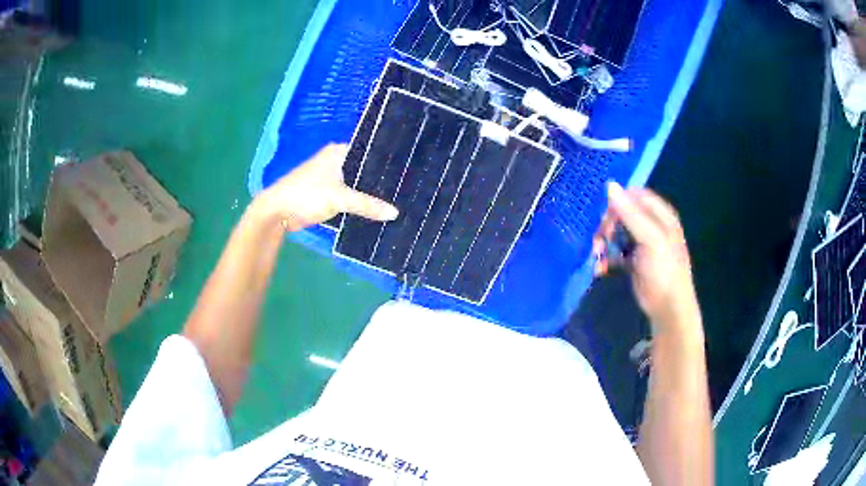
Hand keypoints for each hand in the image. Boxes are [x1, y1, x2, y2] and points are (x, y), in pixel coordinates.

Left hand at [254, 143, 398, 230]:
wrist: (277, 212)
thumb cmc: (306, 195)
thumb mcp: (339, 198)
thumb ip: (367, 205)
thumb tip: (395, 213)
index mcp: (339, 152)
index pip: (370, 151)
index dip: (388, 161)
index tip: (409, 170)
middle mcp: (337, 161)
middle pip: (365, 169)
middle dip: (381, 179)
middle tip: (407, 187)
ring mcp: (332, 178)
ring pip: (358, 183)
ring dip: (371, 193)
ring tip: (398, 198)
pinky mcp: (328, 194)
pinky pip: (350, 196)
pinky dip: (360, 202)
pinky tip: (377, 209)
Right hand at [593, 182, 701, 336]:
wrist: (668, 308)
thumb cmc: (664, 270)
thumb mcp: (650, 239)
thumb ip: (631, 213)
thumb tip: (609, 184)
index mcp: (660, 214)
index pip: (634, 195)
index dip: (618, 203)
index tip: (606, 218)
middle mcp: (651, 225)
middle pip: (622, 213)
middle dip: (607, 225)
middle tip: (599, 240)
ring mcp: (641, 243)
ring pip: (616, 232)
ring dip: (603, 242)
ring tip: (597, 255)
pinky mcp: (633, 260)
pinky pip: (615, 251)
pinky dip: (606, 258)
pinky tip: (600, 268)